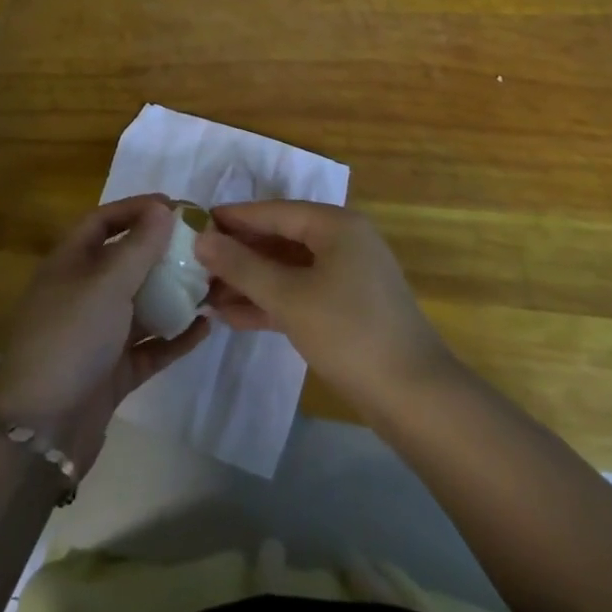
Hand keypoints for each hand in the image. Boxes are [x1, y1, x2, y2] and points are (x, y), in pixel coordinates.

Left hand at [0, 195, 208, 474]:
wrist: (41, 429)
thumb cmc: (71, 336)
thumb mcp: (107, 282)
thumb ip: (139, 246)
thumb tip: (164, 208)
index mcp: (70, 262)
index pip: (103, 220)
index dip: (136, 208)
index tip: (176, 206)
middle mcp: (82, 293)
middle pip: (125, 261)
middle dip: (161, 251)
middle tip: (202, 245)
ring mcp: (97, 334)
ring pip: (140, 304)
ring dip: (173, 293)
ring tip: (211, 283)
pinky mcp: (112, 372)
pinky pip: (149, 346)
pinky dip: (175, 336)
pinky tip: (205, 327)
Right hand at [194, 201, 456, 416]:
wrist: (416, 399)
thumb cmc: (349, 333)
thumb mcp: (289, 297)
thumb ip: (242, 266)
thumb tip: (201, 239)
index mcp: (336, 225)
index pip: (274, 212)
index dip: (233, 218)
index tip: (195, 222)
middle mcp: (344, 242)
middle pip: (281, 239)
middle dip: (239, 255)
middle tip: (196, 263)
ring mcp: (348, 277)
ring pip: (289, 270)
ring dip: (250, 282)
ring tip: (206, 294)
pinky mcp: (348, 309)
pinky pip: (301, 294)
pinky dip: (271, 302)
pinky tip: (233, 316)